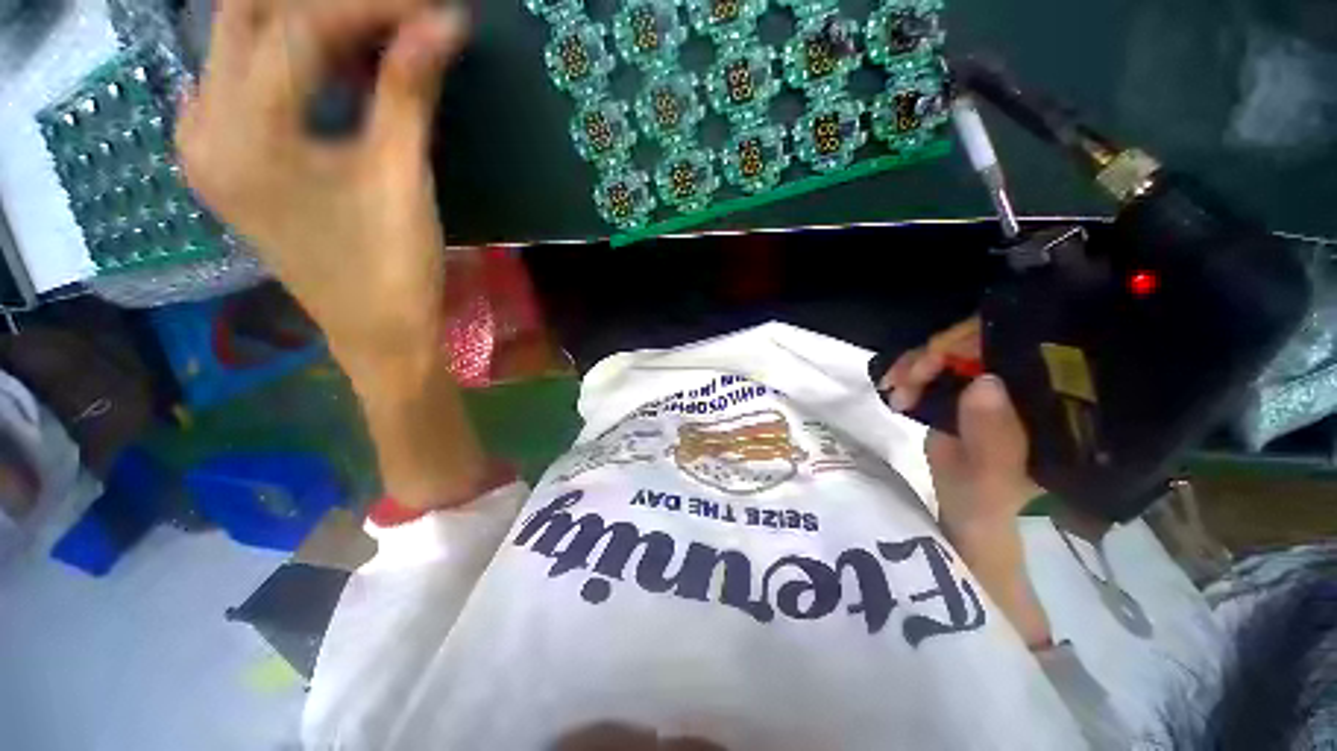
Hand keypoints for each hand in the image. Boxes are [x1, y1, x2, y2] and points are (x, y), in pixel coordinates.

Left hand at [176, 0, 468, 381]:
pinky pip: (243, 75)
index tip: (430, 9)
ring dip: (304, 22)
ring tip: (372, 33)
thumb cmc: (393, 269)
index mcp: (244, 137)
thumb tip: (442, 25)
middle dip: (325, 3)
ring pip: (240, 38)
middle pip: (247, 15)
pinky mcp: (223, 155)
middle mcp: (202, 126)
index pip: (298, 26)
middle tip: (392, 15)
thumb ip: (409, 93)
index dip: (370, 6)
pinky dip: (290, 53)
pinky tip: (336, 63)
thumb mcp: (402, 179)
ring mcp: (204, 140)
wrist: (375, 332)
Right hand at [882, 319, 1050, 647]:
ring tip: (893, 388)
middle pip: (983, 343)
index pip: (1020, 348)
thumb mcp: (992, 484)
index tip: (932, 363)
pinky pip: (936, 370)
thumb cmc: (990, 515)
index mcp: (1050, 408)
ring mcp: (993, 393)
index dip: (974, 343)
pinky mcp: (964, 399)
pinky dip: (911, 373)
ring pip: (955, 353)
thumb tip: (984, 381)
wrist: (969, 532)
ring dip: (916, 364)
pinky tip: (895, 387)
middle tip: (902, 380)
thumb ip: (993, 441)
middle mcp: (1027, 391)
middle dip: (935, 354)